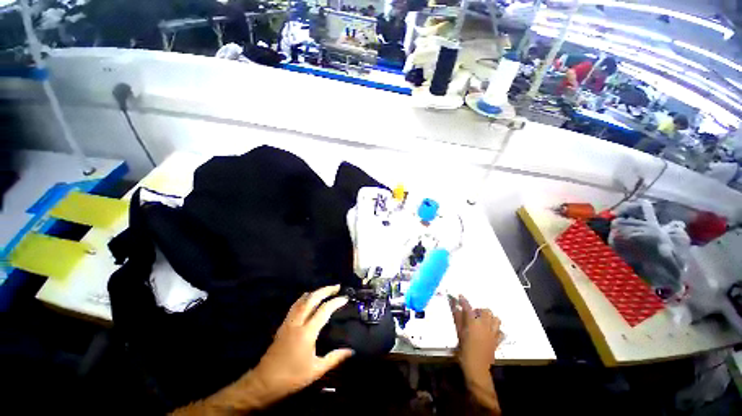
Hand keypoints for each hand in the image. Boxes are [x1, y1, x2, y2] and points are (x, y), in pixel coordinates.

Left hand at [248, 284, 353, 403]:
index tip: (345, 298)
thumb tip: (352, 351)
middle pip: (311, 299)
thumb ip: (335, 358)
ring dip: (315, 292)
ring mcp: (288, 322)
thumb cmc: (292, 377)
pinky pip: (295, 306)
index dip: (336, 302)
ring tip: (325, 289)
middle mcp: (297, 322)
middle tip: (337, 286)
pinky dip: (304, 298)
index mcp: (307, 332)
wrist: (264, 382)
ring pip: (302, 300)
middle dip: (325, 290)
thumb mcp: (316, 370)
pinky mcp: (283, 325)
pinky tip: (308, 299)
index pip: (324, 310)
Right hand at [449, 294, 502, 413]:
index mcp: (474, 322)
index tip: (460, 296)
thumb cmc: (464, 350)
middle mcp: (485, 325)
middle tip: (472, 314)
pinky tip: (489, 331)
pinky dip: (496, 329)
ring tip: (482, 321)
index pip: (468, 307)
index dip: (463, 300)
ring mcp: (493, 333)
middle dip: (478, 310)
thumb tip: (455, 306)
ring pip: (495, 318)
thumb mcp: (458, 333)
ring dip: (489, 317)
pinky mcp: (497, 341)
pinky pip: (500, 331)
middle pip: (485, 310)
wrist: (476, 367)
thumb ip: (457, 318)